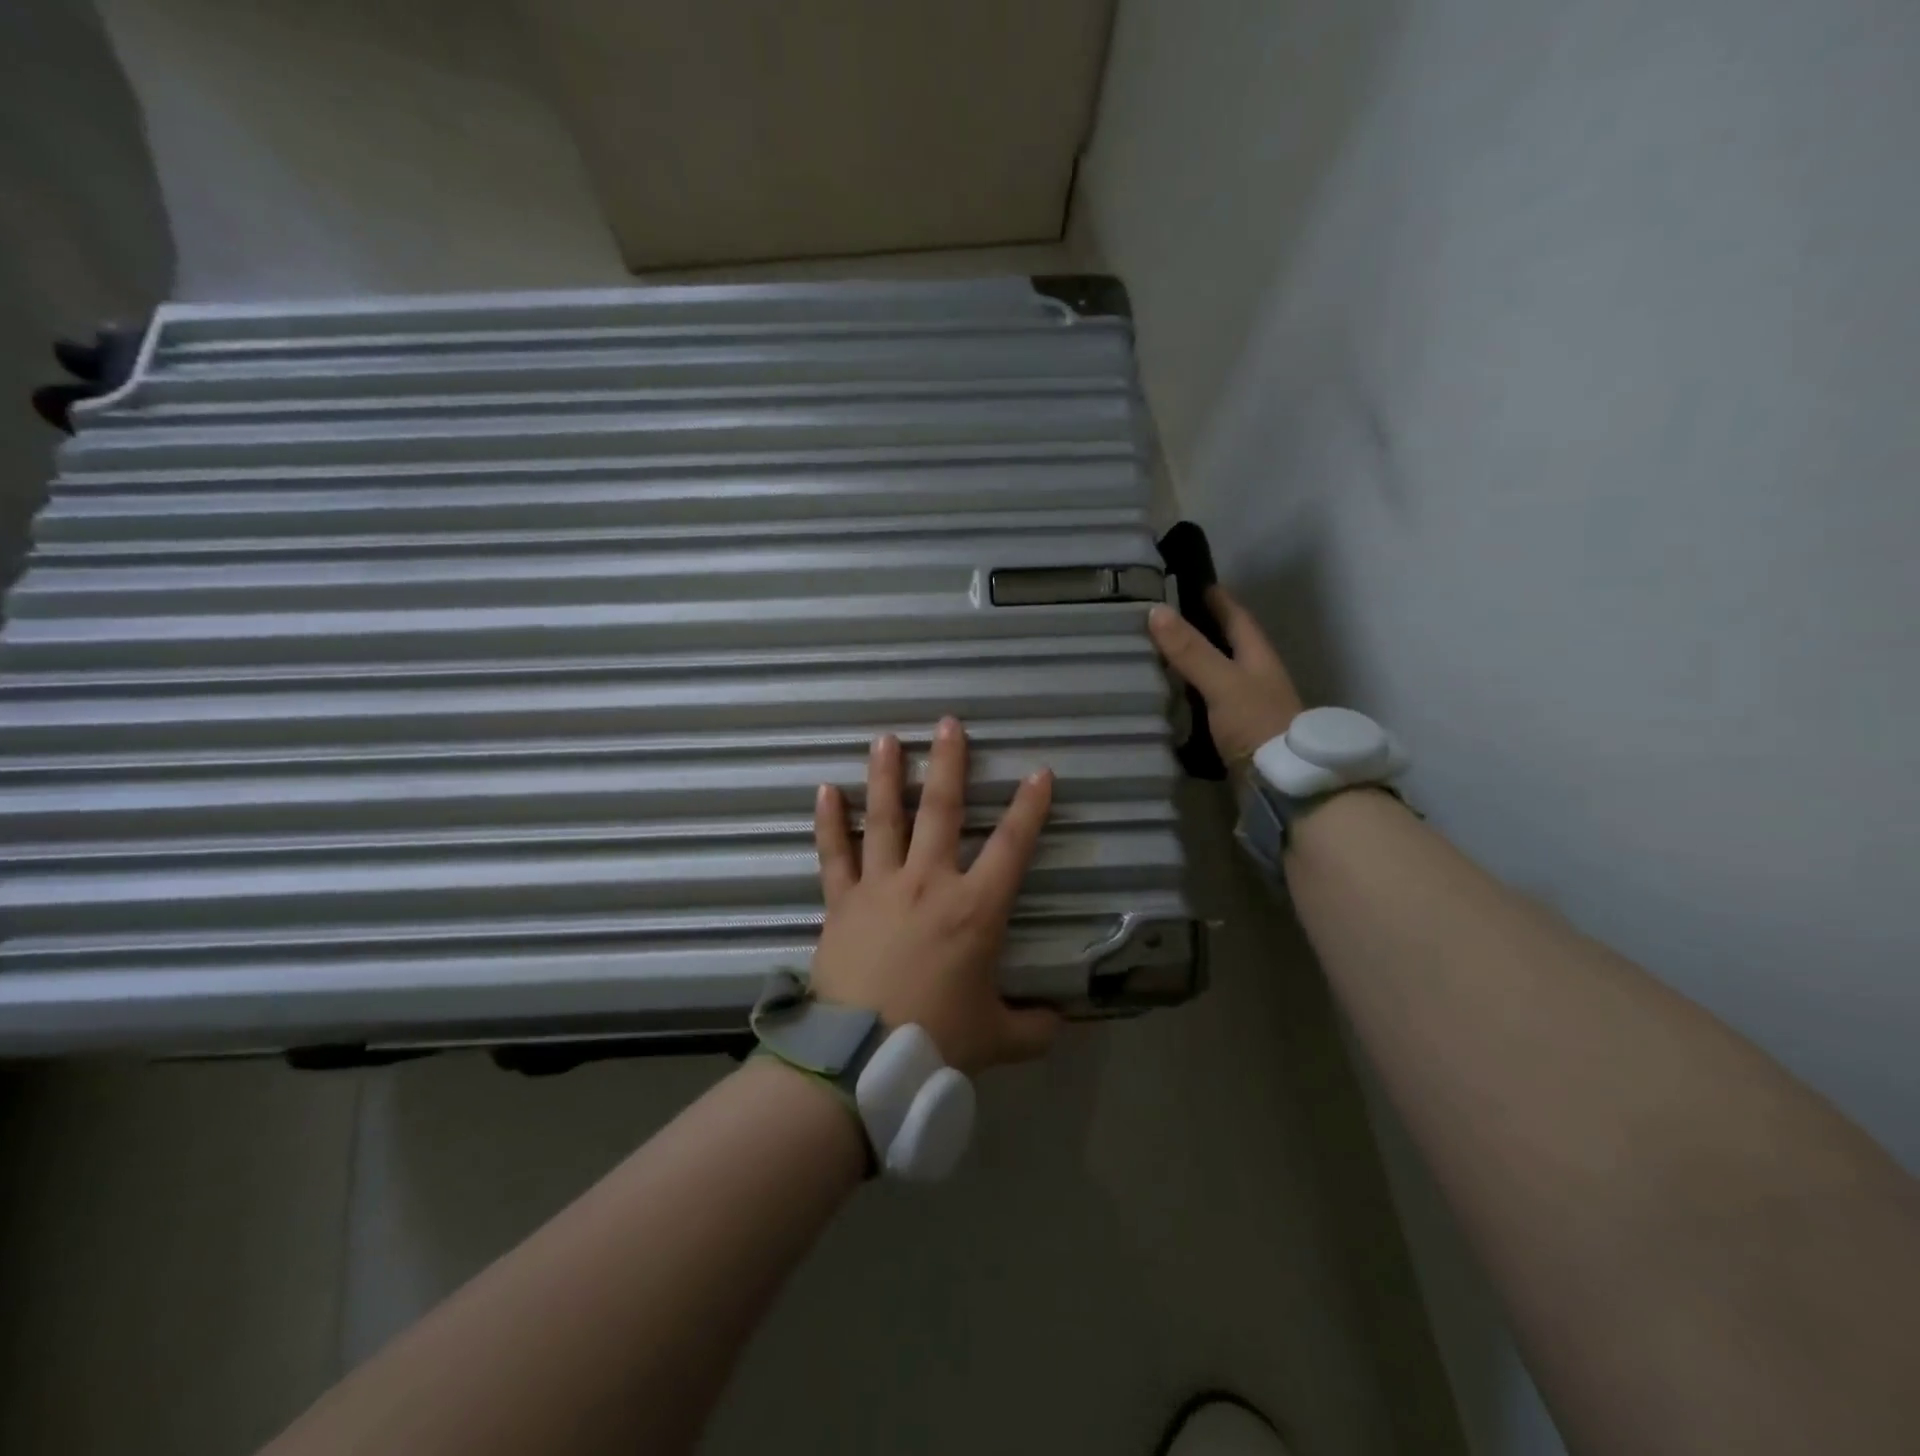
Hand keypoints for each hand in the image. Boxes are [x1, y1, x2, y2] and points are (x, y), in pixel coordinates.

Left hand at [810, 719, 1061, 1074]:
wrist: (860, 1061)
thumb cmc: (935, 1041)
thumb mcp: (995, 1039)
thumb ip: (1032, 1028)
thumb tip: (1058, 1024)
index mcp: (975, 910)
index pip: (1013, 846)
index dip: (1030, 807)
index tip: (1039, 772)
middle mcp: (928, 883)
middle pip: (943, 811)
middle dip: (950, 764)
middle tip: (948, 724)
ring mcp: (880, 887)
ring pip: (884, 818)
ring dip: (887, 775)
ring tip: (885, 738)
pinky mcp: (841, 902)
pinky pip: (833, 853)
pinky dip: (829, 821)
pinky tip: (825, 790)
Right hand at [1148, 586, 1304, 768]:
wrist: (1283, 784)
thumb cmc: (1257, 724)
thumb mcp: (1223, 682)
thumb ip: (1191, 651)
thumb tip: (1156, 611)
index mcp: (1258, 657)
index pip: (1237, 617)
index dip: (1218, 599)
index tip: (1194, 582)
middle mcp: (1254, 678)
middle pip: (1227, 645)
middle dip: (1200, 630)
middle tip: (1164, 619)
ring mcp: (1246, 707)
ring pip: (1215, 676)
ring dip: (1191, 665)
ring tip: (1157, 655)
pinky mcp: (1235, 734)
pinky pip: (1207, 705)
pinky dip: (1188, 697)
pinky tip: (1167, 699)